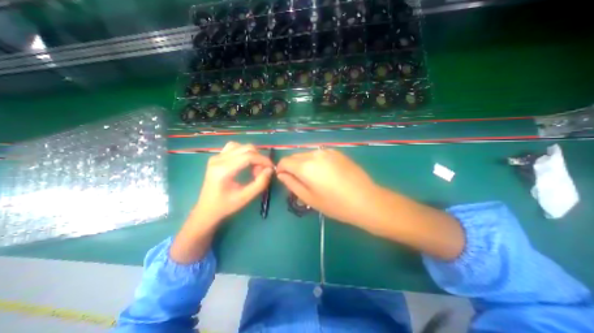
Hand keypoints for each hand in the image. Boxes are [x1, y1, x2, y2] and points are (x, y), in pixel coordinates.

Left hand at [197, 141, 275, 223]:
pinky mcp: (216, 157)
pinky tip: (246, 162)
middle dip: (259, 158)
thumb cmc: (225, 206)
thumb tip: (270, 170)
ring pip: (241, 146)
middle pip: (246, 148)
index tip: (271, 168)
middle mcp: (218, 159)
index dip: (263, 160)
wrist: (206, 209)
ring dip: (252, 154)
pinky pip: (234, 148)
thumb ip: (260, 183)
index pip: (248, 156)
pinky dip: (244, 153)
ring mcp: (216, 157)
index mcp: (223, 170)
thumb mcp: (245, 197)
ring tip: (254, 167)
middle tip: (262, 171)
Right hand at [275, 150, 379, 227]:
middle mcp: (315, 154)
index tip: (284, 178)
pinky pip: (319, 154)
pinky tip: (324, 173)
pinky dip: (315, 161)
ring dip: (303, 163)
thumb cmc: (335, 204)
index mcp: (306, 166)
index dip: (281, 169)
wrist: (366, 200)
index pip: (285, 161)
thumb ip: (292, 183)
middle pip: (295, 156)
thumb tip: (282, 174)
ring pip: (307, 154)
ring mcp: (328, 151)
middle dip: (292, 166)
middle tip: (298, 180)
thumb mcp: (309, 198)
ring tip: (312, 177)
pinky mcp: (337, 152)